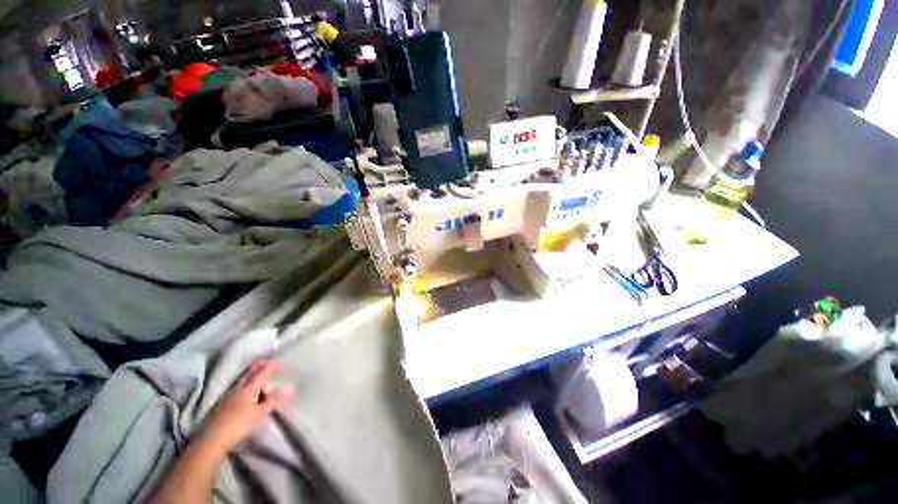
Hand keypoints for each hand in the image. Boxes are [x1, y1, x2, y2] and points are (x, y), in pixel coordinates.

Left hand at [197, 359, 291, 454]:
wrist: (213, 438)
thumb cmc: (240, 424)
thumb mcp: (260, 413)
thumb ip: (273, 400)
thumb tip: (288, 387)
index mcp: (250, 387)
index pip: (262, 372)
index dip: (271, 365)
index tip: (279, 361)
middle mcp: (239, 387)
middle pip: (250, 371)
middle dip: (260, 364)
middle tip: (269, 361)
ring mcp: (229, 393)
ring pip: (242, 377)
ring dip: (251, 371)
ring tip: (258, 370)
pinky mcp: (223, 401)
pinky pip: (237, 384)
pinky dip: (245, 379)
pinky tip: (245, 385)